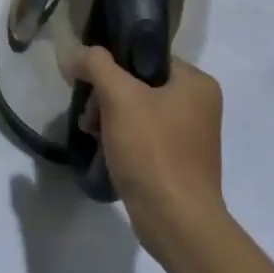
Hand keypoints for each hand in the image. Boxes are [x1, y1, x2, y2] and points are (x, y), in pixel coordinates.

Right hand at [73, 49, 226, 258]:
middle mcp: (200, 104)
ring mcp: (192, 136)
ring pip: (139, 111)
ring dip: (110, 119)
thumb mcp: (120, 98)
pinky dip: (123, 139)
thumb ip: (96, 65)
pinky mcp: (180, 162)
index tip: (88, 83)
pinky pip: (145, 137)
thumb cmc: (153, 151)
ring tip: (91, 134)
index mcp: (197, 82)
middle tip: (88, 116)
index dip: (113, 65)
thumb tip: (73, 52)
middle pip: (140, 84)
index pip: (146, 55)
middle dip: (107, 97)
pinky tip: (105, 150)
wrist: (176, 220)